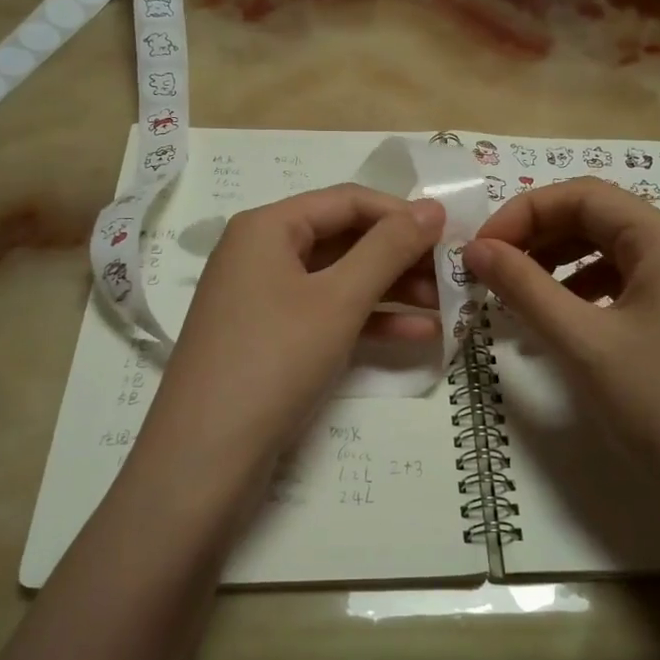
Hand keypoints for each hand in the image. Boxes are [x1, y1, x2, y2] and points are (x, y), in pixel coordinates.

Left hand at [144, 185, 443, 485]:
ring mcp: (264, 299)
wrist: (205, 458)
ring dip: (393, 291)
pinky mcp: (270, 339)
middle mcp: (261, 253)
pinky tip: (419, 336)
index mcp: (268, 227)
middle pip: (345, 239)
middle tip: (454, 274)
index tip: (452, 234)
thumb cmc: (274, 360)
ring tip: (448, 307)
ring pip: (340, 280)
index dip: (402, 213)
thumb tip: (433, 208)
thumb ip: (389, 249)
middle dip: (401, 256)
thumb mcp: (339, 299)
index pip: (348, 201)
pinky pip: (327, 314)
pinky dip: (370, 321)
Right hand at [463, 177, 659, 502]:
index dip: (523, 213)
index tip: (480, 248)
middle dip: (537, 237)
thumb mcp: (581, 341)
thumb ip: (523, 287)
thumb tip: (474, 249)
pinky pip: (621, 279)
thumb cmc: (658, 402)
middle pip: (595, 217)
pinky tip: (555, 316)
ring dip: (555, 262)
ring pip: (606, 248)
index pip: (582, 196)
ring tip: (515, 293)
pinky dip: (580, 288)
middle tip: (489, 269)